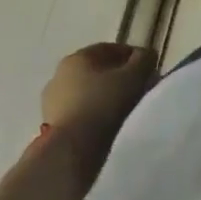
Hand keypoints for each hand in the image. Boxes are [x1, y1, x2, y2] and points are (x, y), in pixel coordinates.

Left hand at [40, 42, 156, 136]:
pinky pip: (80, 113)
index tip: (148, 68)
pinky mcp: (52, 126)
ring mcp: (52, 102)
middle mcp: (60, 74)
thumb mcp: (134, 76)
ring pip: (87, 93)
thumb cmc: (103, 104)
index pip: (109, 49)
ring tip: (124, 109)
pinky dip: (93, 114)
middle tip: (138, 88)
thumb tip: (147, 56)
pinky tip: (107, 124)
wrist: (71, 150)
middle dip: (118, 77)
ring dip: (104, 97)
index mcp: (77, 57)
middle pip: (96, 71)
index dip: (132, 56)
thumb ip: (144, 61)